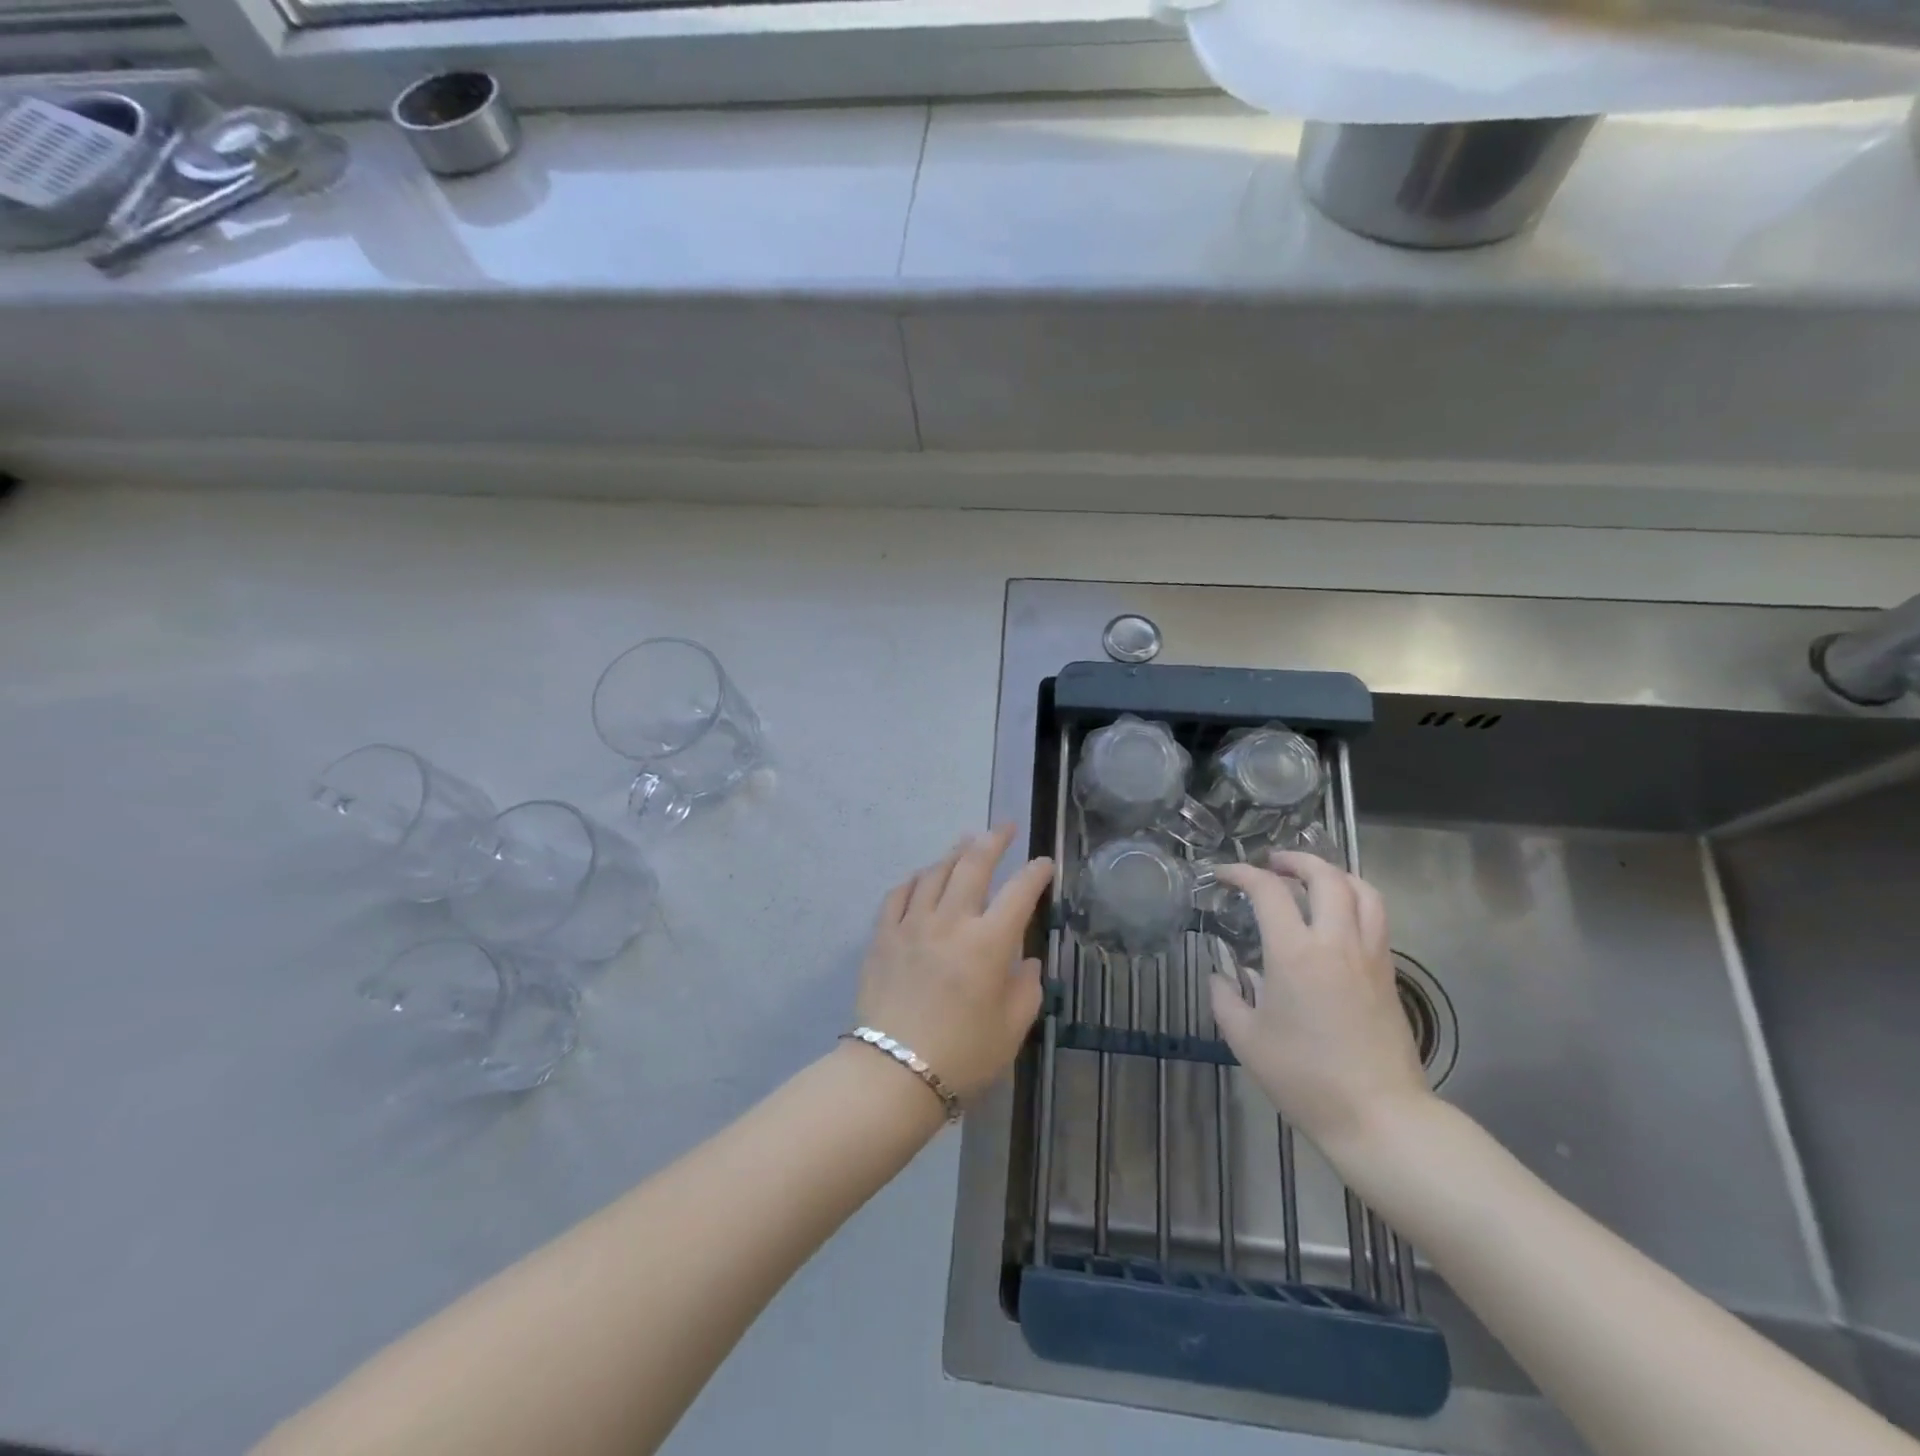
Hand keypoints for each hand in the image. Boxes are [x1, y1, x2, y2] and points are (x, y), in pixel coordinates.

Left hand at [855, 825, 1054, 1103]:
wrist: (893, 1074)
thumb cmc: (963, 1056)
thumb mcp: (1011, 1029)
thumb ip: (1026, 989)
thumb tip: (1026, 961)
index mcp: (989, 943)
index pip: (1019, 892)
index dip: (1035, 873)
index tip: (1044, 864)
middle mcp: (951, 921)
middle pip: (973, 865)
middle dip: (993, 840)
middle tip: (1006, 828)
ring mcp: (912, 924)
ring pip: (935, 872)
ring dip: (954, 853)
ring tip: (966, 843)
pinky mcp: (883, 935)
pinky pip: (899, 893)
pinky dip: (915, 879)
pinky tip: (922, 876)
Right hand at [1209, 852, 1432, 1162]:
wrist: (1379, 1116)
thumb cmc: (1305, 1078)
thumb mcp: (1246, 1040)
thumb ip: (1225, 999)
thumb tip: (1221, 976)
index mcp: (1295, 953)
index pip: (1268, 891)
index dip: (1241, 873)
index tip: (1222, 874)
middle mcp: (1336, 942)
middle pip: (1325, 876)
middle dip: (1296, 860)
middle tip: (1272, 864)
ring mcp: (1369, 956)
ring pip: (1363, 891)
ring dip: (1334, 874)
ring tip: (1312, 880)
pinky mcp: (1388, 974)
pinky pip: (1376, 918)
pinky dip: (1355, 901)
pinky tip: (1336, 918)